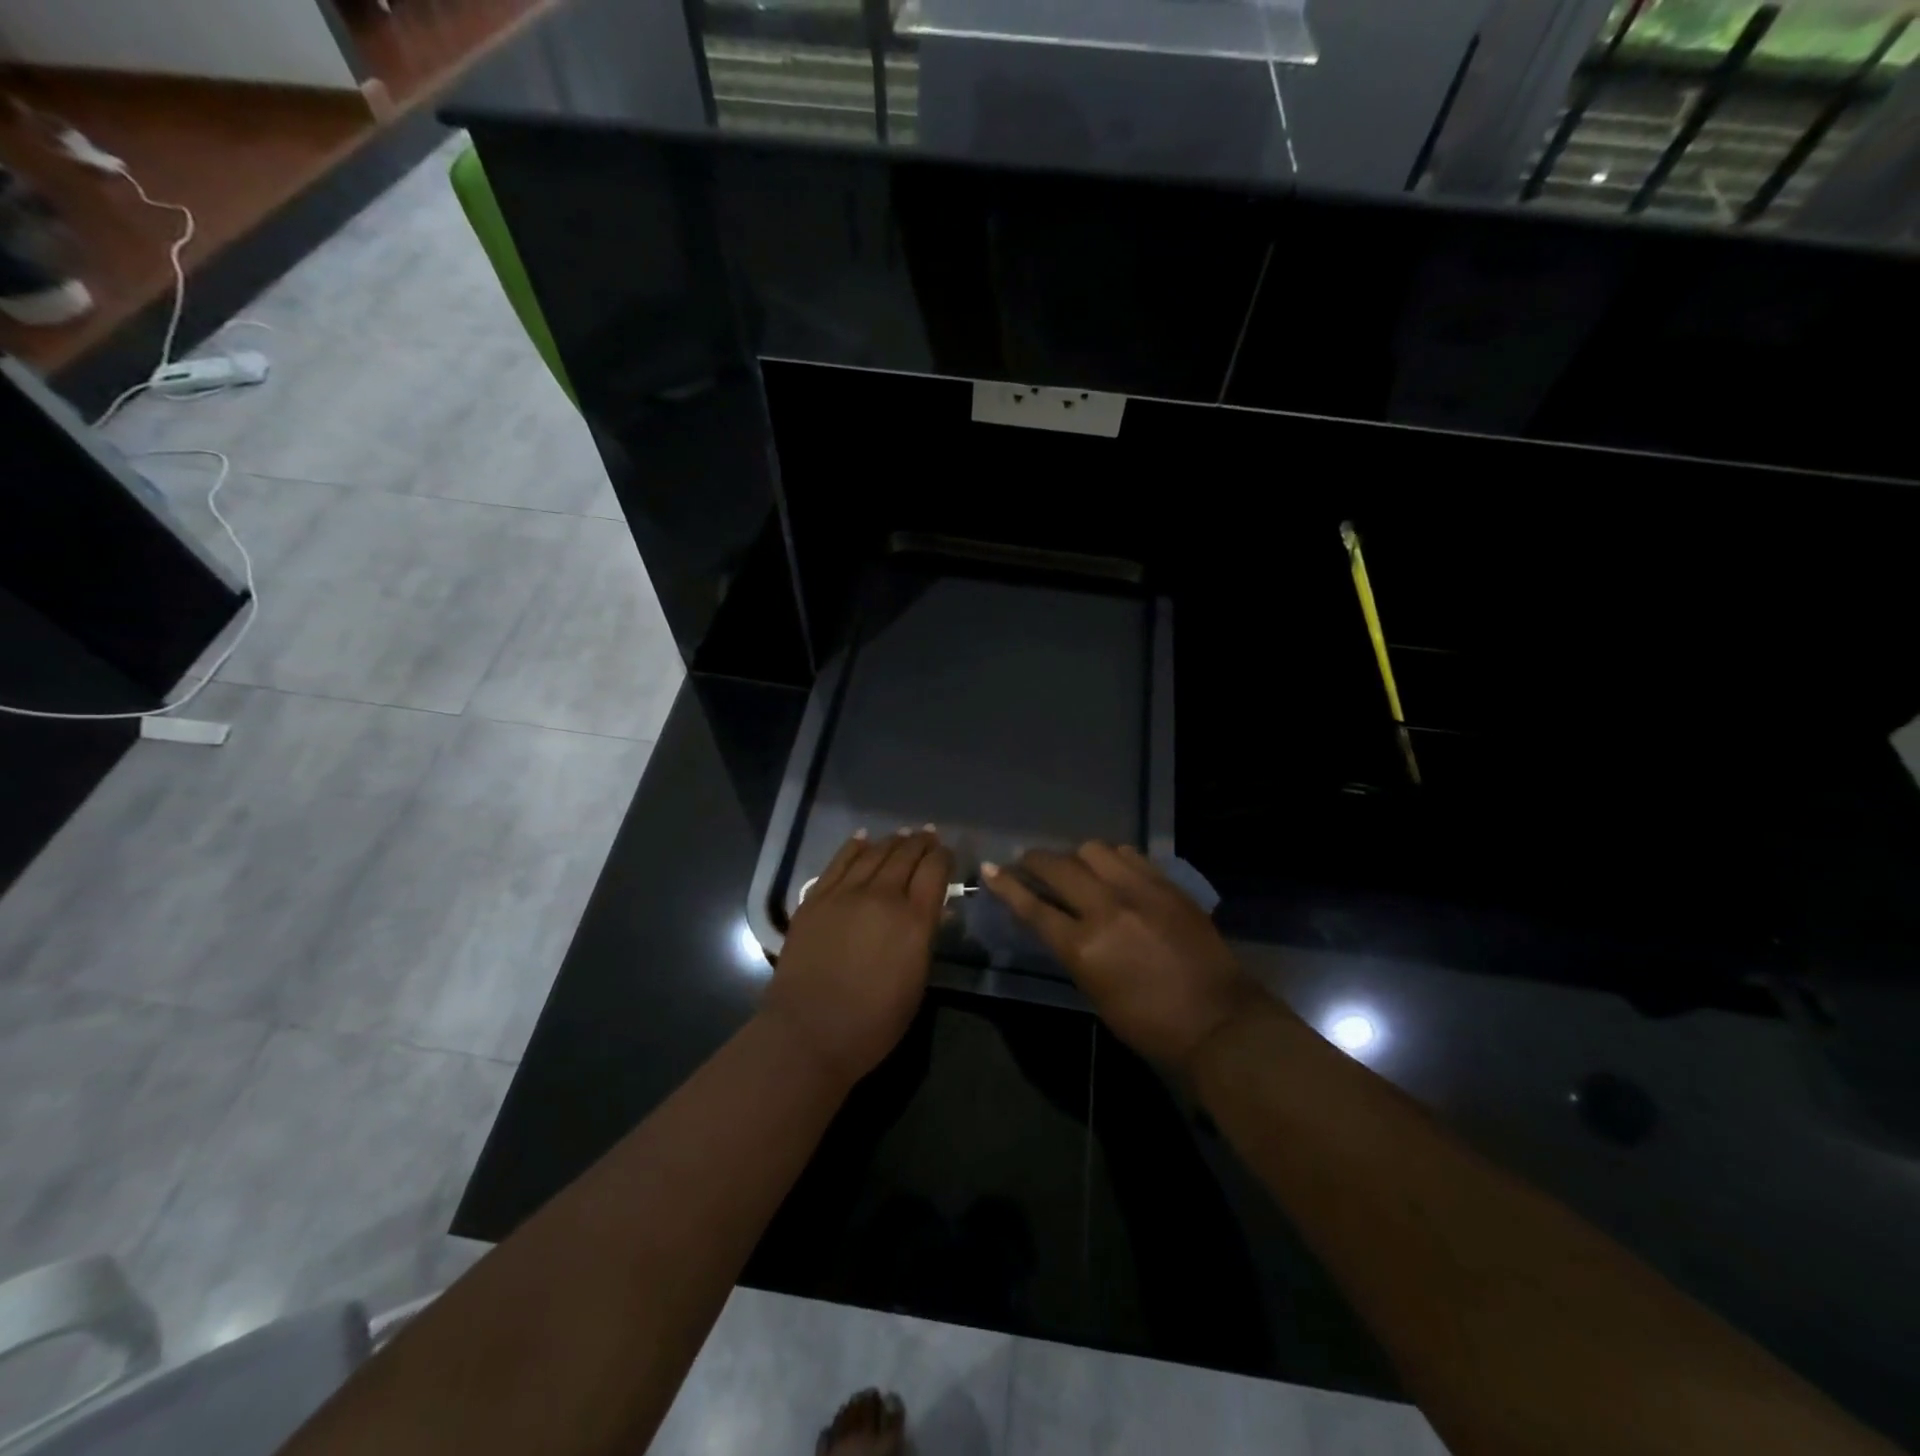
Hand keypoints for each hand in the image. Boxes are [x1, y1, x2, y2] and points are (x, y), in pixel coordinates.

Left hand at [763, 828, 951, 1085]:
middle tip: (929, 836)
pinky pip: (838, 863)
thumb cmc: (873, 1023)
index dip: (944, 856)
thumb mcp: (916, 982)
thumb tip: (931, 911)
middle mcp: (882, 896)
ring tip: (902, 835)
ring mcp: (844, 894)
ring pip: (874, 853)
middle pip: (906, 855)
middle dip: (921, 843)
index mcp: (914, 920)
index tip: (947, 854)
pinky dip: (854, 847)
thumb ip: (924, 938)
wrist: (809, 1033)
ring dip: (892, 841)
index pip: (935, 870)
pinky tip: (862, 838)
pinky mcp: (815, 899)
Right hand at [983, 842, 1264, 1071]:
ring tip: (1075, 867)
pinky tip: (1111, 868)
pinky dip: (1111, 858)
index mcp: (1084, 947)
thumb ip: (1073, 951)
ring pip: (1094, 850)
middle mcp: (1107, 909)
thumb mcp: (1096, 992)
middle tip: (1028, 863)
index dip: (1007, 886)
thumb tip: (1058, 922)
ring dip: (1075, 856)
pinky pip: (1129, 855)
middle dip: (1035, 861)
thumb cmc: (1149, 1024)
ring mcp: (1140, 891)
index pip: (1033, 907)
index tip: (990, 870)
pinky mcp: (1166, 885)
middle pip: (1059, 868)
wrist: (1217, 1020)